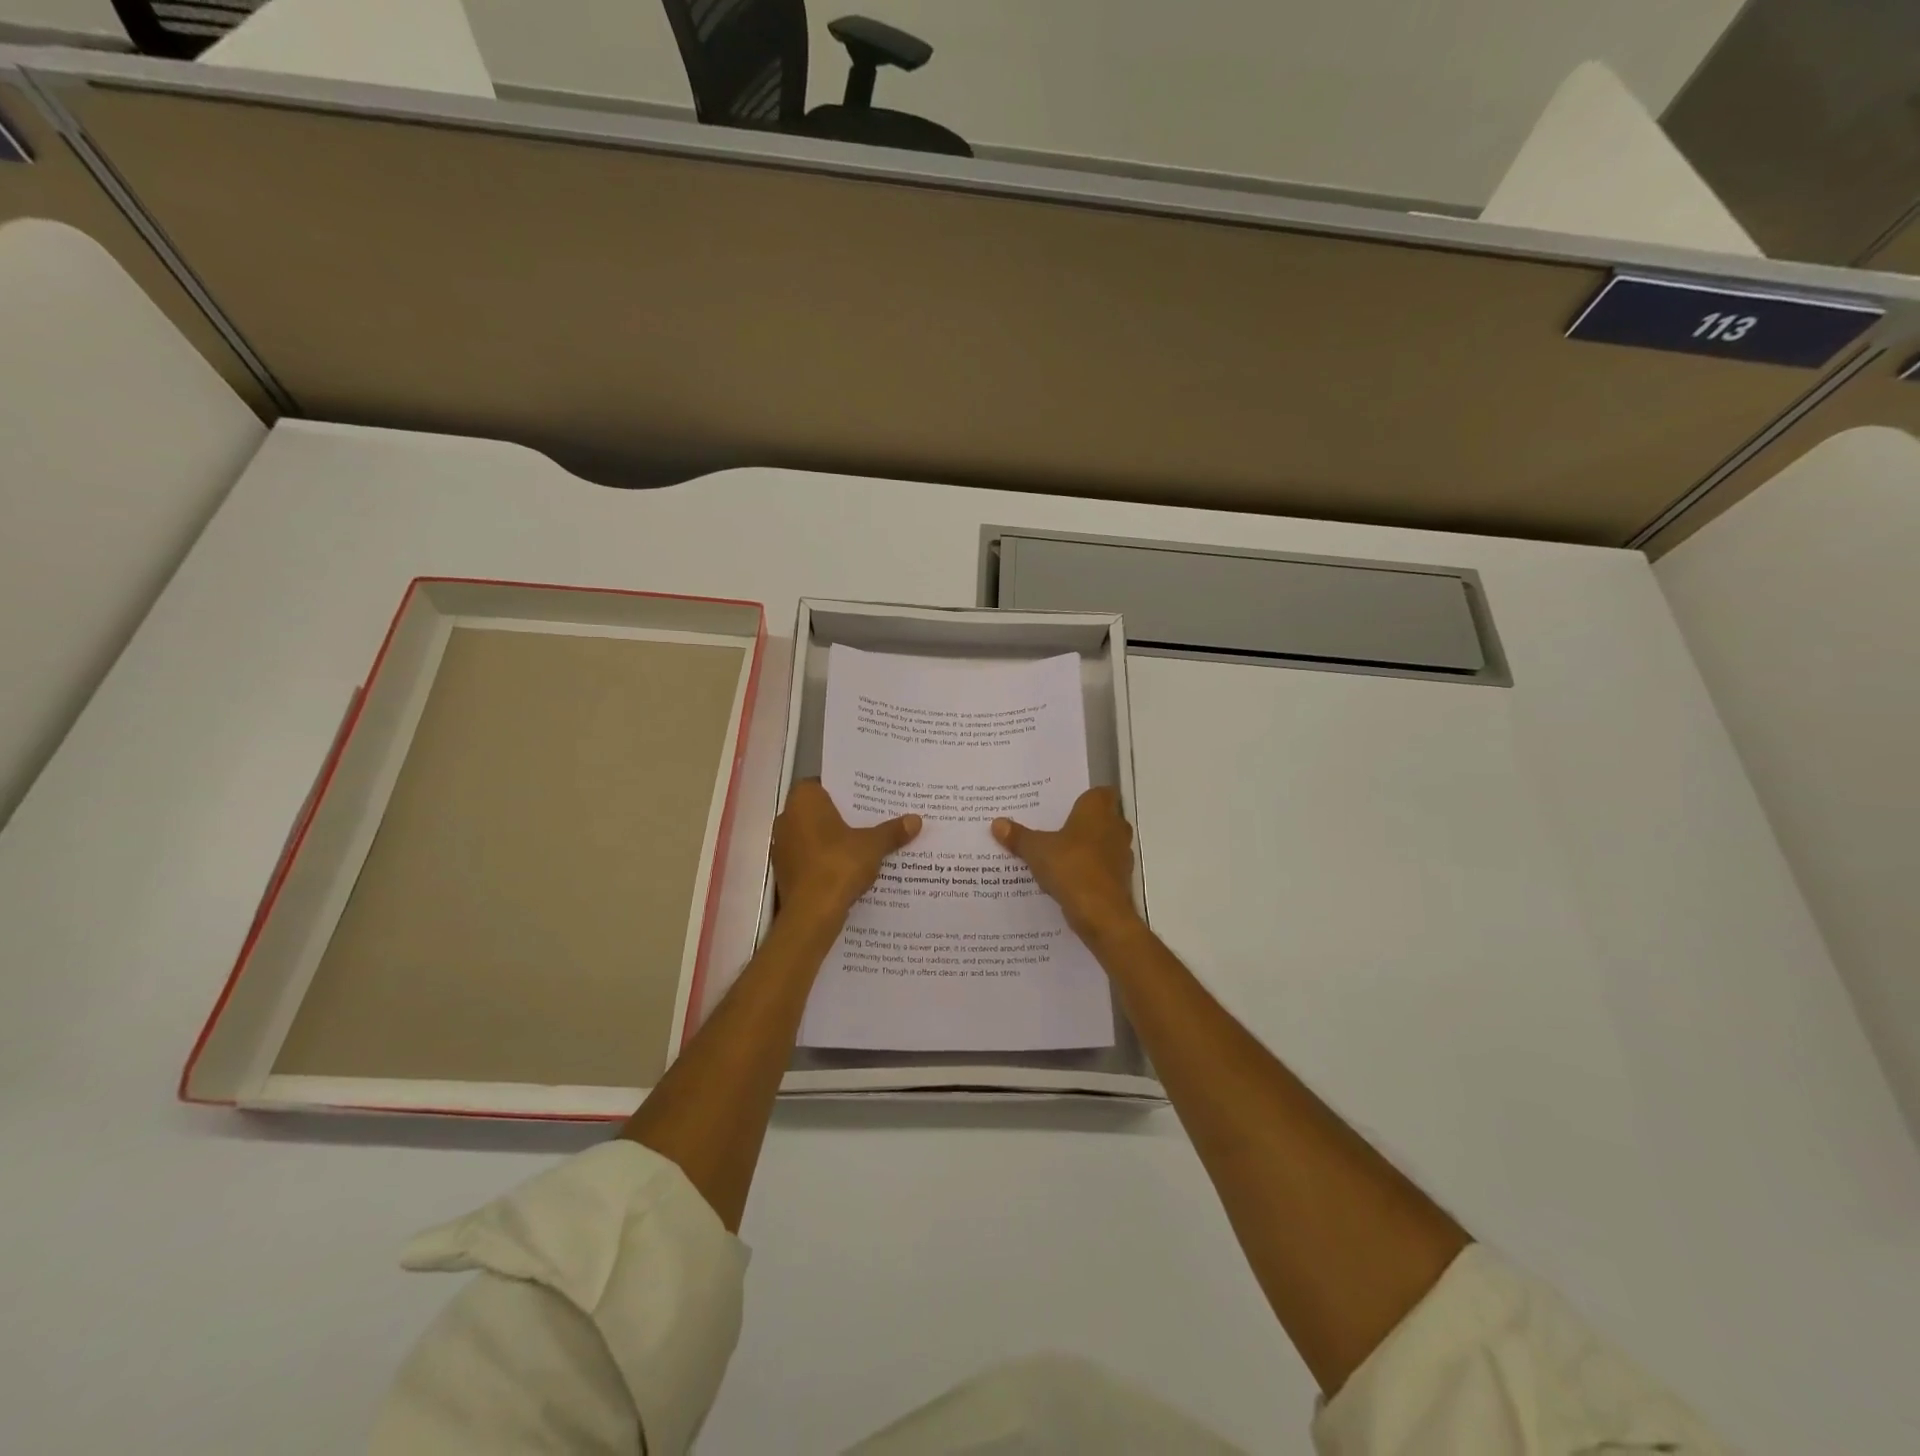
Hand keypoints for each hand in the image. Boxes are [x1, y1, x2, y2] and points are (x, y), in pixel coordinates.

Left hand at [772, 779, 919, 928]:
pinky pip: (809, 857)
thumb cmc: (838, 865)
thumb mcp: (873, 845)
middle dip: (842, 815)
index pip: (822, 783)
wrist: (812, 914)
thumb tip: (916, 820)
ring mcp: (782, 847)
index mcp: (803, 801)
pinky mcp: (785, 872)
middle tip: (871, 818)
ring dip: (833, 839)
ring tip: (865, 843)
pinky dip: (826, 859)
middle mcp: (787, 818)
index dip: (844, 789)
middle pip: (818, 810)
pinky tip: (849, 867)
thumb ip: (892, 831)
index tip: (865, 796)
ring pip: (813, 835)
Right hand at [993, 787, 1139, 939]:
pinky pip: (1103, 868)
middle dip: (1082, 823)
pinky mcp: (1121, 879)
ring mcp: (1122, 854)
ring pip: (1103, 844)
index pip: (1099, 792)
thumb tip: (997, 823)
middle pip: (1102, 818)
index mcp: (1098, 810)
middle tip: (1053, 827)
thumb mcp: (1036, 850)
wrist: (1101, 913)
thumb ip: (1018, 836)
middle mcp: (1116, 827)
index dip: (1084, 797)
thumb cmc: (1071, 867)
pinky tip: (1067, 879)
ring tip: (1057, 854)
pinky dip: (1089, 871)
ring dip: (1086, 848)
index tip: (1064, 805)